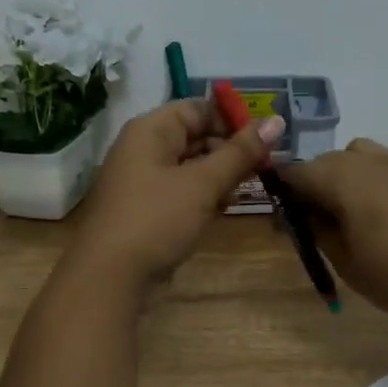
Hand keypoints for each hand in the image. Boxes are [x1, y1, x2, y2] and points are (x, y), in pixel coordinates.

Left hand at [67, 99, 283, 290]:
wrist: (110, 277)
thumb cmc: (157, 219)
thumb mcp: (203, 184)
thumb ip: (240, 153)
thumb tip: (277, 121)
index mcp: (151, 130)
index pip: (199, 109)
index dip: (233, 121)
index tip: (266, 141)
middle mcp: (144, 149)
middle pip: (196, 137)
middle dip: (230, 152)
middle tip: (263, 170)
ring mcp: (143, 181)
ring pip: (191, 167)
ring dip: (219, 177)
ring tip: (243, 192)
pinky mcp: (147, 210)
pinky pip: (181, 192)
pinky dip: (203, 197)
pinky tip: (220, 211)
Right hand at [276, 138, 387, 323]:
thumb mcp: (346, 262)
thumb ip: (318, 231)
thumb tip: (301, 214)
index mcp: (343, 180)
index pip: (297, 173)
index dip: (283, 192)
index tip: (281, 219)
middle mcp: (368, 163)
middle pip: (326, 161)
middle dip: (311, 184)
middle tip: (310, 222)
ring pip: (356, 157)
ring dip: (341, 177)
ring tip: (345, 214)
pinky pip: (382, 168)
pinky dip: (368, 182)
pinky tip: (377, 216)